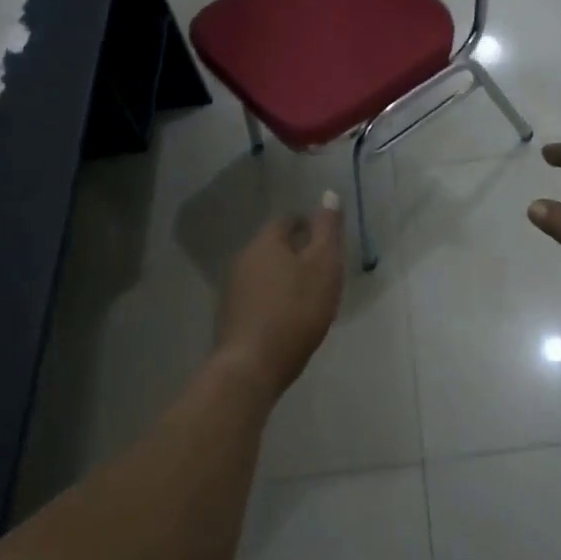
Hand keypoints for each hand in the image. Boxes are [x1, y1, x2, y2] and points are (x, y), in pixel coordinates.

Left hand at [213, 197, 345, 400]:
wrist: (253, 365)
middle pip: (272, 246)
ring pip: (264, 272)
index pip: (286, 220)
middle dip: (295, 252)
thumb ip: (327, 230)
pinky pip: (257, 296)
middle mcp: (243, 258)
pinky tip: (288, 316)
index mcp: (265, 242)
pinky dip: (273, 299)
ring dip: (283, 277)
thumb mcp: (323, 265)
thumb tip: (328, 194)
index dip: (307, 226)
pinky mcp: (231, 316)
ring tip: (308, 293)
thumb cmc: (295, 310)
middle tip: (321, 267)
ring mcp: (233, 289)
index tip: (325, 240)